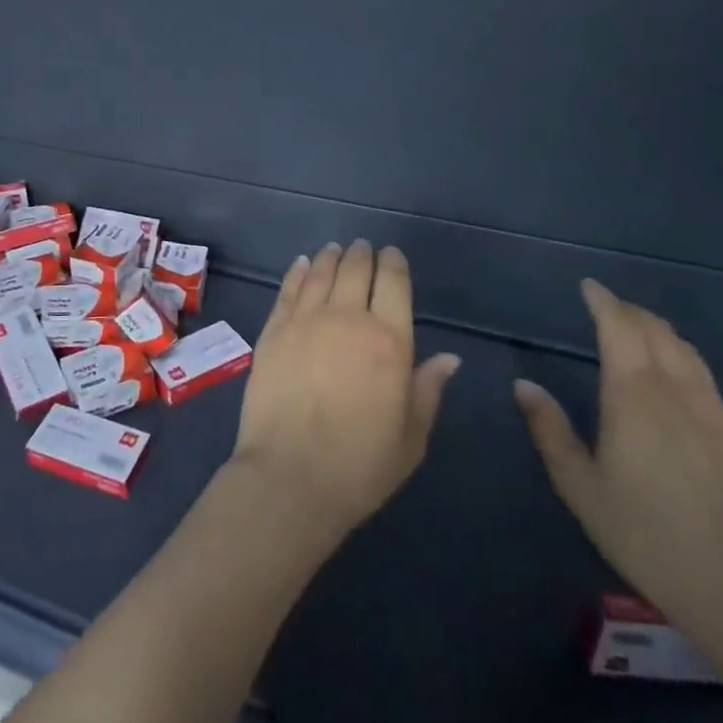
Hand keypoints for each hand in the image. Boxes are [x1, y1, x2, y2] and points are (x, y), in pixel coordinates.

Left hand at [231, 241, 460, 537]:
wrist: (290, 475)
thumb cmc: (361, 465)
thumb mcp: (411, 436)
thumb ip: (427, 389)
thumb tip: (448, 358)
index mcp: (389, 342)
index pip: (394, 285)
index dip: (394, 264)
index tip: (392, 255)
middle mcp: (347, 319)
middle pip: (356, 270)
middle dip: (362, 255)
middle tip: (363, 247)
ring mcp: (305, 321)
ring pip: (321, 273)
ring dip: (331, 257)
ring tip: (335, 249)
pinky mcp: (273, 330)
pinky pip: (288, 289)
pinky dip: (298, 271)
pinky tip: (303, 264)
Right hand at [515, 280, 722, 645]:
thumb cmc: (646, 535)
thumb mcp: (580, 487)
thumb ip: (550, 431)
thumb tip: (524, 385)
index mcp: (635, 398)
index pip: (621, 329)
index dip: (604, 302)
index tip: (588, 286)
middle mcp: (677, 393)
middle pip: (656, 332)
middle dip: (629, 311)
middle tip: (604, 304)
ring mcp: (713, 414)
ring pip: (686, 351)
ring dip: (657, 330)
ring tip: (635, 328)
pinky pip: (703, 375)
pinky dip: (680, 355)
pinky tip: (672, 373)